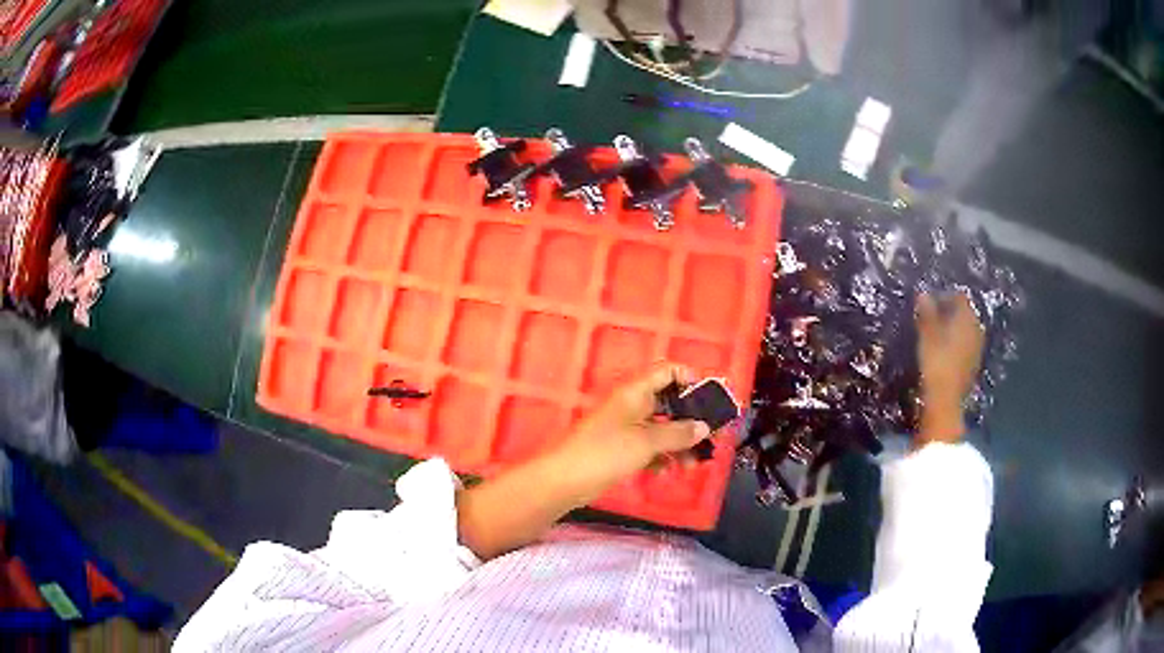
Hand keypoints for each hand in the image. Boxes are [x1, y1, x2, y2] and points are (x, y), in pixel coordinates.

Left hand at [557, 363, 711, 486]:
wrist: (565, 480)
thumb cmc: (606, 452)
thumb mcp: (647, 441)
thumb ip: (678, 433)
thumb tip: (704, 427)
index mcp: (635, 392)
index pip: (666, 371)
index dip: (689, 379)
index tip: (707, 399)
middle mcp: (632, 405)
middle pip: (668, 402)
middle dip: (690, 419)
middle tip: (710, 438)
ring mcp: (625, 427)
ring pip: (661, 428)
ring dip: (679, 444)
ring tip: (694, 465)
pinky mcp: (621, 449)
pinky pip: (649, 447)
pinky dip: (660, 457)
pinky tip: (666, 473)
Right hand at [915, 292, 984, 444]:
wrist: (945, 401)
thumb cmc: (936, 362)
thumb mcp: (927, 335)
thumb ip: (926, 313)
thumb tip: (923, 294)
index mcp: (967, 317)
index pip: (959, 297)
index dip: (944, 296)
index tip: (928, 304)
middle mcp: (977, 329)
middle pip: (964, 314)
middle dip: (950, 313)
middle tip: (931, 319)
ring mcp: (977, 349)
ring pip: (966, 331)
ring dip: (953, 330)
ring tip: (936, 337)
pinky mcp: (974, 366)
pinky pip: (966, 347)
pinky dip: (956, 346)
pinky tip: (944, 354)